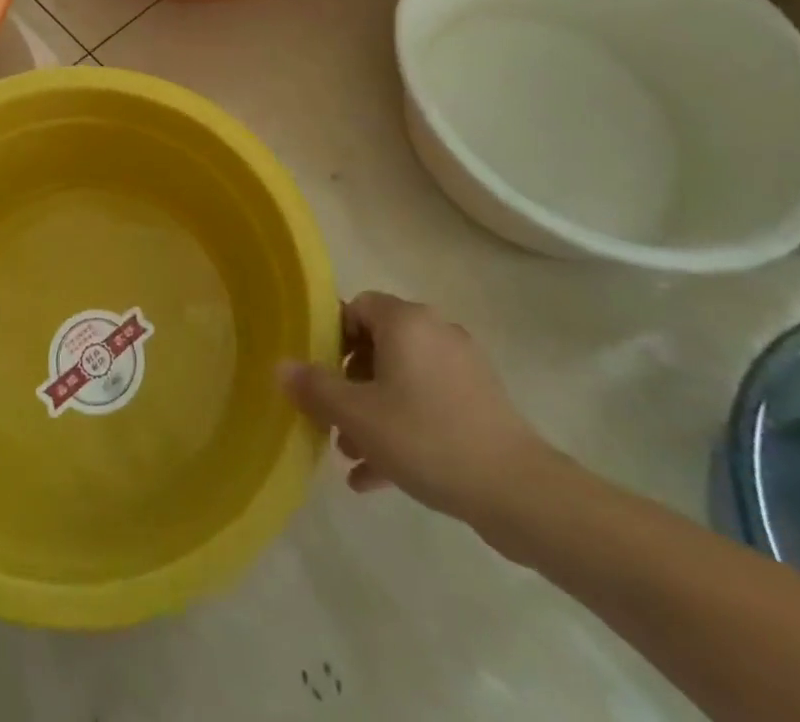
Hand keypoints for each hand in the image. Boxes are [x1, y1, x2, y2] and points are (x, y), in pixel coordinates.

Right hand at [278, 292, 547, 524]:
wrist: (519, 493)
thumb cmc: (427, 438)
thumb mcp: (358, 415)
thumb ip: (315, 388)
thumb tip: (280, 366)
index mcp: (406, 321)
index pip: (357, 307)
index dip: (331, 337)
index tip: (319, 376)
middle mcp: (435, 332)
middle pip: (377, 345)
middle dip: (349, 384)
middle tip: (331, 420)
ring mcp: (462, 368)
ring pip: (401, 381)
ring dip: (372, 412)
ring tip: (350, 455)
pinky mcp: (480, 403)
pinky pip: (427, 404)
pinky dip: (402, 428)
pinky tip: (377, 477)